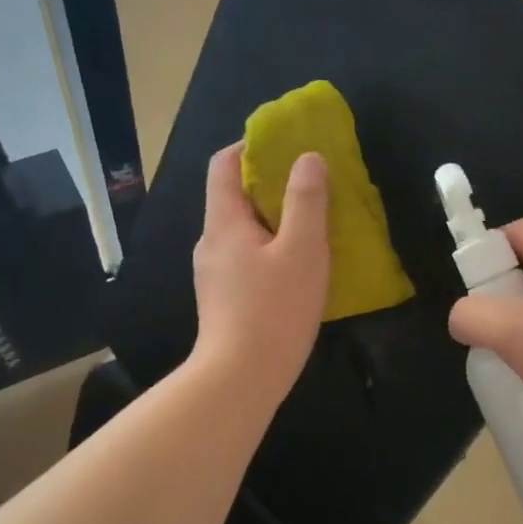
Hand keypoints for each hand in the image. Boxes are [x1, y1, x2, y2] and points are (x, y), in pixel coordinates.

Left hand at [191, 143, 329, 401]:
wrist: (240, 378)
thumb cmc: (273, 309)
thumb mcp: (302, 250)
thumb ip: (306, 200)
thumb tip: (308, 158)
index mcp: (224, 222)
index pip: (224, 165)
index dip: (251, 146)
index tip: (285, 145)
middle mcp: (211, 242)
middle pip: (234, 197)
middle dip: (270, 185)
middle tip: (310, 186)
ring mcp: (214, 274)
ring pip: (243, 232)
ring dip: (273, 221)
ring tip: (311, 227)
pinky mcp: (224, 300)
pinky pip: (246, 259)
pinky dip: (270, 250)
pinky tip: (297, 269)